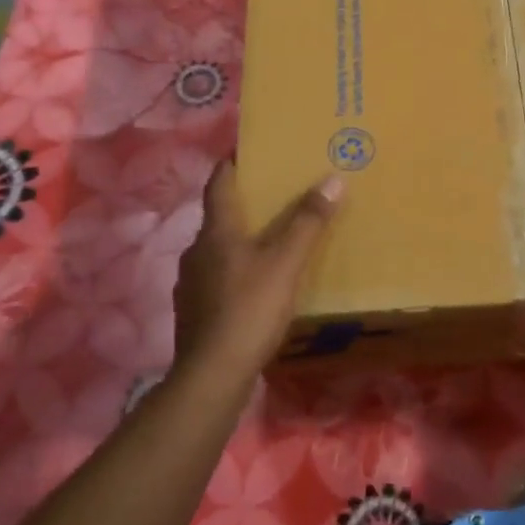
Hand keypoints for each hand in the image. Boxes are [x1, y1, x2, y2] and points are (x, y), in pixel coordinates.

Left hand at [172, 162, 342, 378]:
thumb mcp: (286, 262)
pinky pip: (217, 278)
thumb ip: (308, 221)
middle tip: (276, 196)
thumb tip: (333, 178)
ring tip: (271, 241)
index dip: (232, 162)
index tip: (250, 149)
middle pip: (220, 216)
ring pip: (218, 249)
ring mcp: (191, 283)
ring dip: (241, 240)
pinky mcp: (194, 311)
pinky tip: (256, 286)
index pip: (219, 182)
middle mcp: (197, 250)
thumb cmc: (248, 309)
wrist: (211, 375)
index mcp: (216, 231)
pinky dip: (236, 271)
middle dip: (246, 204)